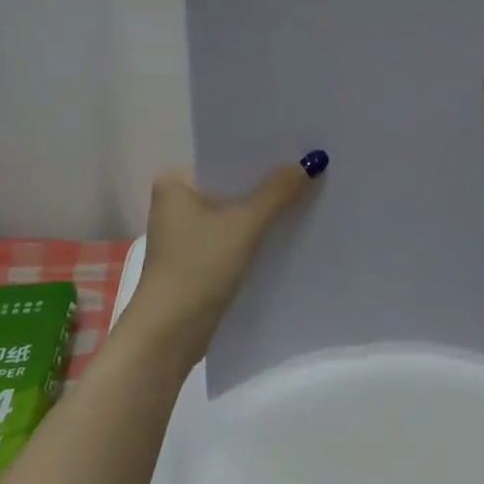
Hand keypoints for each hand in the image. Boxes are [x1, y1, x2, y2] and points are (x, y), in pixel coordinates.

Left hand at [125, 157, 323, 369]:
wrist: (170, 334)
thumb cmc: (199, 267)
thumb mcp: (244, 225)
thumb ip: (278, 192)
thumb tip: (311, 162)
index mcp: (176, 181)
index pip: (227, 158)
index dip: (264, 156)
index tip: (301, 149)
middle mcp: (176, 201)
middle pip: (233, 185)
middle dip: (269, 185)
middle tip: (313, 173)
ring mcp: (185, 233)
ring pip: (235, 213)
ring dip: (264, 212)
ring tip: (309, 199)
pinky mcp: (197, 259)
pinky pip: (233, 237)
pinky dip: (255, 236)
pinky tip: (288, 234)